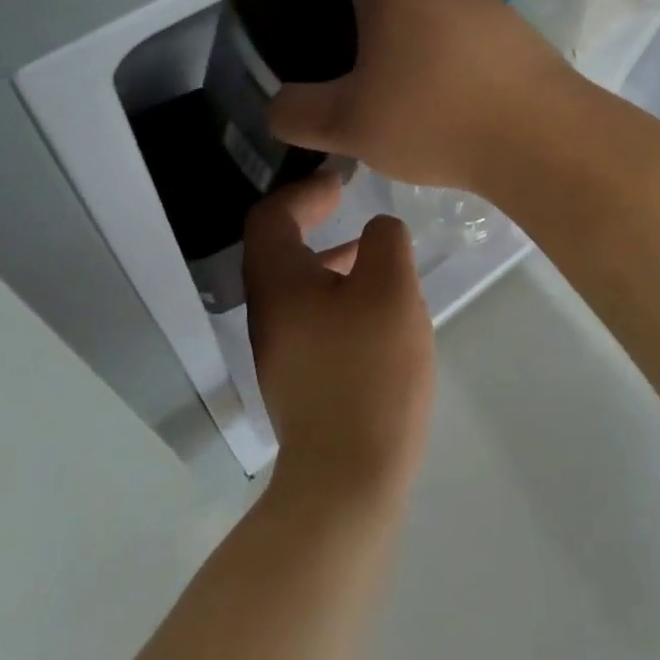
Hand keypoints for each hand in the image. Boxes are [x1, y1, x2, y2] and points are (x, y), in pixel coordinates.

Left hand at [244, 173, 434, 496]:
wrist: (347, 478)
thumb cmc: (369, 371)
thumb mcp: (390, 291)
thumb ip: (385, 243)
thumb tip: (378, 230)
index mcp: (279, 283)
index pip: (271, 217)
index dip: (303, 191)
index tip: (339, 182)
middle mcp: (268, 312)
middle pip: (277, 249)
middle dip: (312, 220)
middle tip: (348, 205)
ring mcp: (279, 350)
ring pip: (296, 285)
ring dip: (328, 258)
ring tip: (372, 253)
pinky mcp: (299, 379)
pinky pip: (311, 316)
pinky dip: (336, 294)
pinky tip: (374, 310)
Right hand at [267, 0, 578, 191]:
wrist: (541, 138)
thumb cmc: (435, 120)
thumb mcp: (349, 127)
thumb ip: (298, 114)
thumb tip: (278, 104)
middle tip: (358, 23)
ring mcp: (487, 2)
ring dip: (419, 10)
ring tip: (404, 62)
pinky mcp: (518, 31)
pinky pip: (472, 20)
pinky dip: (452, 37)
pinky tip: (450, 82)